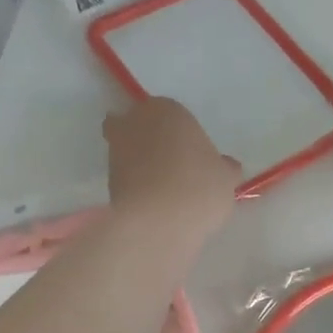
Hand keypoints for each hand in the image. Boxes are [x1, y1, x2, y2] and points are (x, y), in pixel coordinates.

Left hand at [103, 97, 240, 232]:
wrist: (157, 223)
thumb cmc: (198, 187)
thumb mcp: (226, 178)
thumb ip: (224, 168)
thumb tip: (225, 167)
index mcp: (166, 109)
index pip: (172, 112)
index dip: (183, 134)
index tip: (195, 156)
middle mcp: (134, 123)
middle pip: (140, 126)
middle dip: (150, 140)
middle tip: (173, 165)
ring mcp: (115, 152)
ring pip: (129, 151)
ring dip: (141, 164)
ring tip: (165, 192)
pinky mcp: (106, 181)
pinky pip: (125, 178)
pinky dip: (135, 187)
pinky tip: (154, 205)